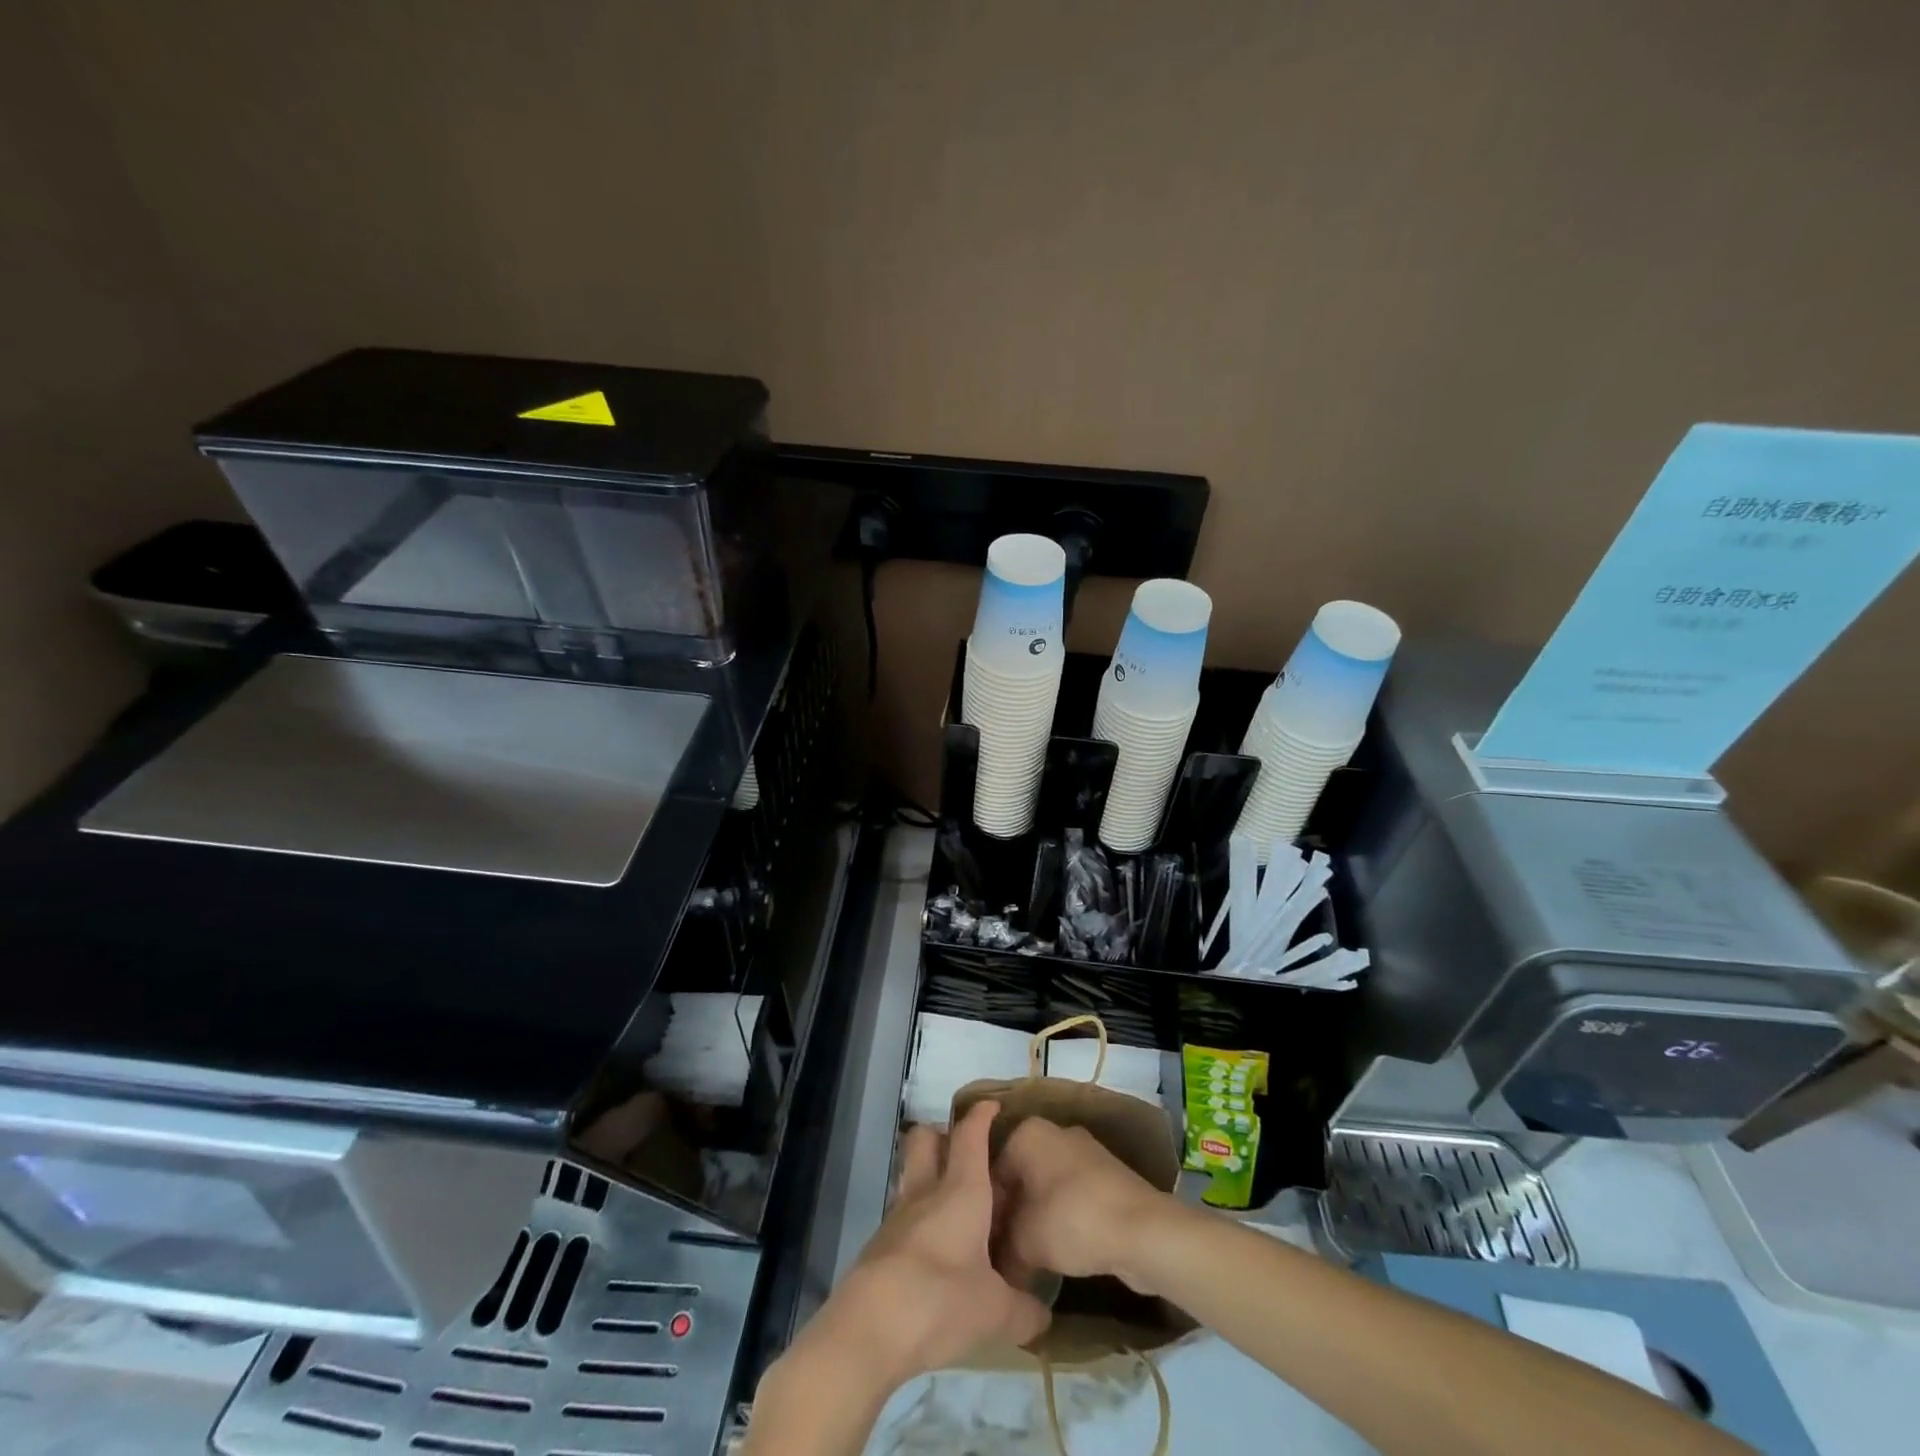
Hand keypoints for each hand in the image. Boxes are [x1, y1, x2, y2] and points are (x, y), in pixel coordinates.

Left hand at [795, 1100, 1051, 1393]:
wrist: (868, 1329)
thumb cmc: (940, 1301)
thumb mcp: (996, 1314)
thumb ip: (1024, 1311)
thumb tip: (1043, 1314)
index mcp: (961, 1190)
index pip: (970, 1135)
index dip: (981, 1116)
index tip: (992, 1106)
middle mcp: (926, 1191)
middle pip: (925, 1138)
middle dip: (942, 1135)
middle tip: (966, 1155)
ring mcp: (897, 1216)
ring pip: (910, 1173)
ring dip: (927, 1175)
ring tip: (952, 1204)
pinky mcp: (879, 1245)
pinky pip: (902, 1213)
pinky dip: (918, 1217)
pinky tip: (934, 1248)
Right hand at [996, 1116, 1172, 1292]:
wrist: (1142, 1229)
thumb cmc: (1072, 1221)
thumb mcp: (1024, 1243)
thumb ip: (1003, 1251)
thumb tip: (997, 1269)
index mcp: (1027, 1133)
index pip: (991, 1171)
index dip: (987, 1211)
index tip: (985, 1244)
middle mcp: (1054, 1132)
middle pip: (1020, 1176)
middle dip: (1012, 1213)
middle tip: (1004, 1252)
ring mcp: (1084, 1151)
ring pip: (1047, 1186)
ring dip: (1038, 1218)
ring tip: (1030, 1257)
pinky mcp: (1107, 1174)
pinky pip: (1072, 1194)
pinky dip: (1064, 1218)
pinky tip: (1061, 1250)